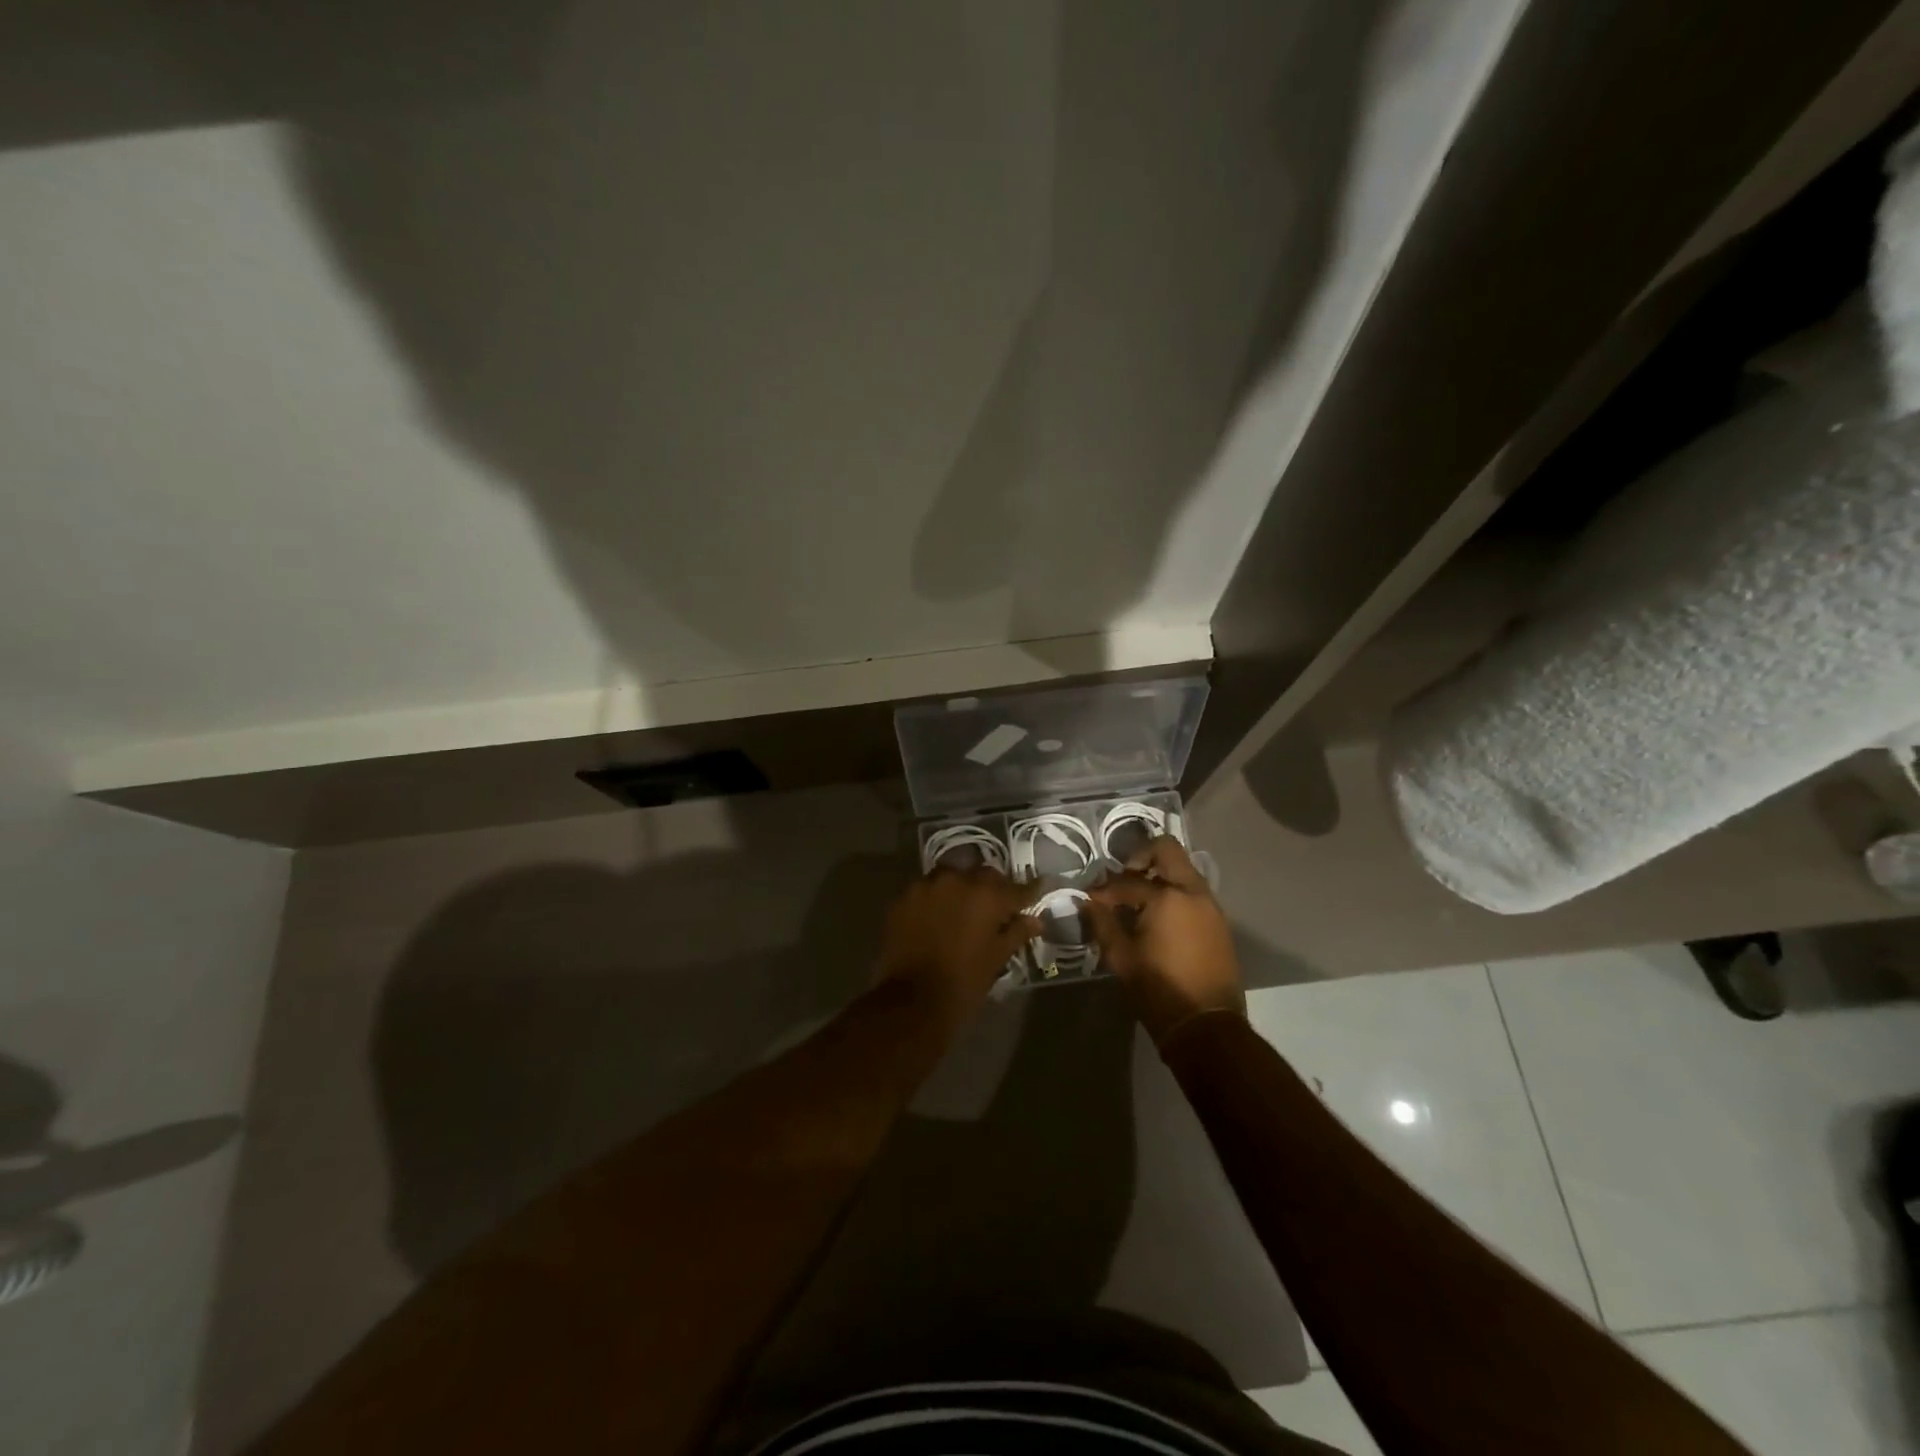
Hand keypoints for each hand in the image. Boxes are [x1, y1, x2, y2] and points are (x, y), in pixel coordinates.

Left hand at [875, 867, 1041, 1029]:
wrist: (911, 1001)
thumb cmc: (963, 982)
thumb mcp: (996, 958)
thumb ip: (1016, 933)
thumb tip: (1035, 920)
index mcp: (987, 896)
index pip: (1017, 888)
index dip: (1031, 890)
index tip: (1040, 887)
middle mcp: (958, 880)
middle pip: (984, 875)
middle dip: (994, 887)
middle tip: (998, 906)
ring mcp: (927, 885)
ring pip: (953, 875)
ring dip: (963, 887)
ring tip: (965, 908)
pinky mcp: (904, 897)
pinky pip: (927, 889)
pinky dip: (937, 898)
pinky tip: (938, 915)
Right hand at [1084, 837, 1243, 1043]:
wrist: (1206, 1026)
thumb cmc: (1159, 991)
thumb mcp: (1121, 958)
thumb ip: (1102, 923)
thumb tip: (1087, 903)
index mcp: (1167, 897)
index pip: (1126, 882)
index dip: (1103, 890)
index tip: (1089, 900)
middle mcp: (1193, 891)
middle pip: (1166, 850)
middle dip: (1139, 858)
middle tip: (1122, 879)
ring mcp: (1210, 905)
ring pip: (1182, 870)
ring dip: (1158, 876)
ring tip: (1137, 902)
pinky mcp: (1218, 921)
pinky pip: (1193, 891)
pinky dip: (1174, 893)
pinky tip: (1157, 918)